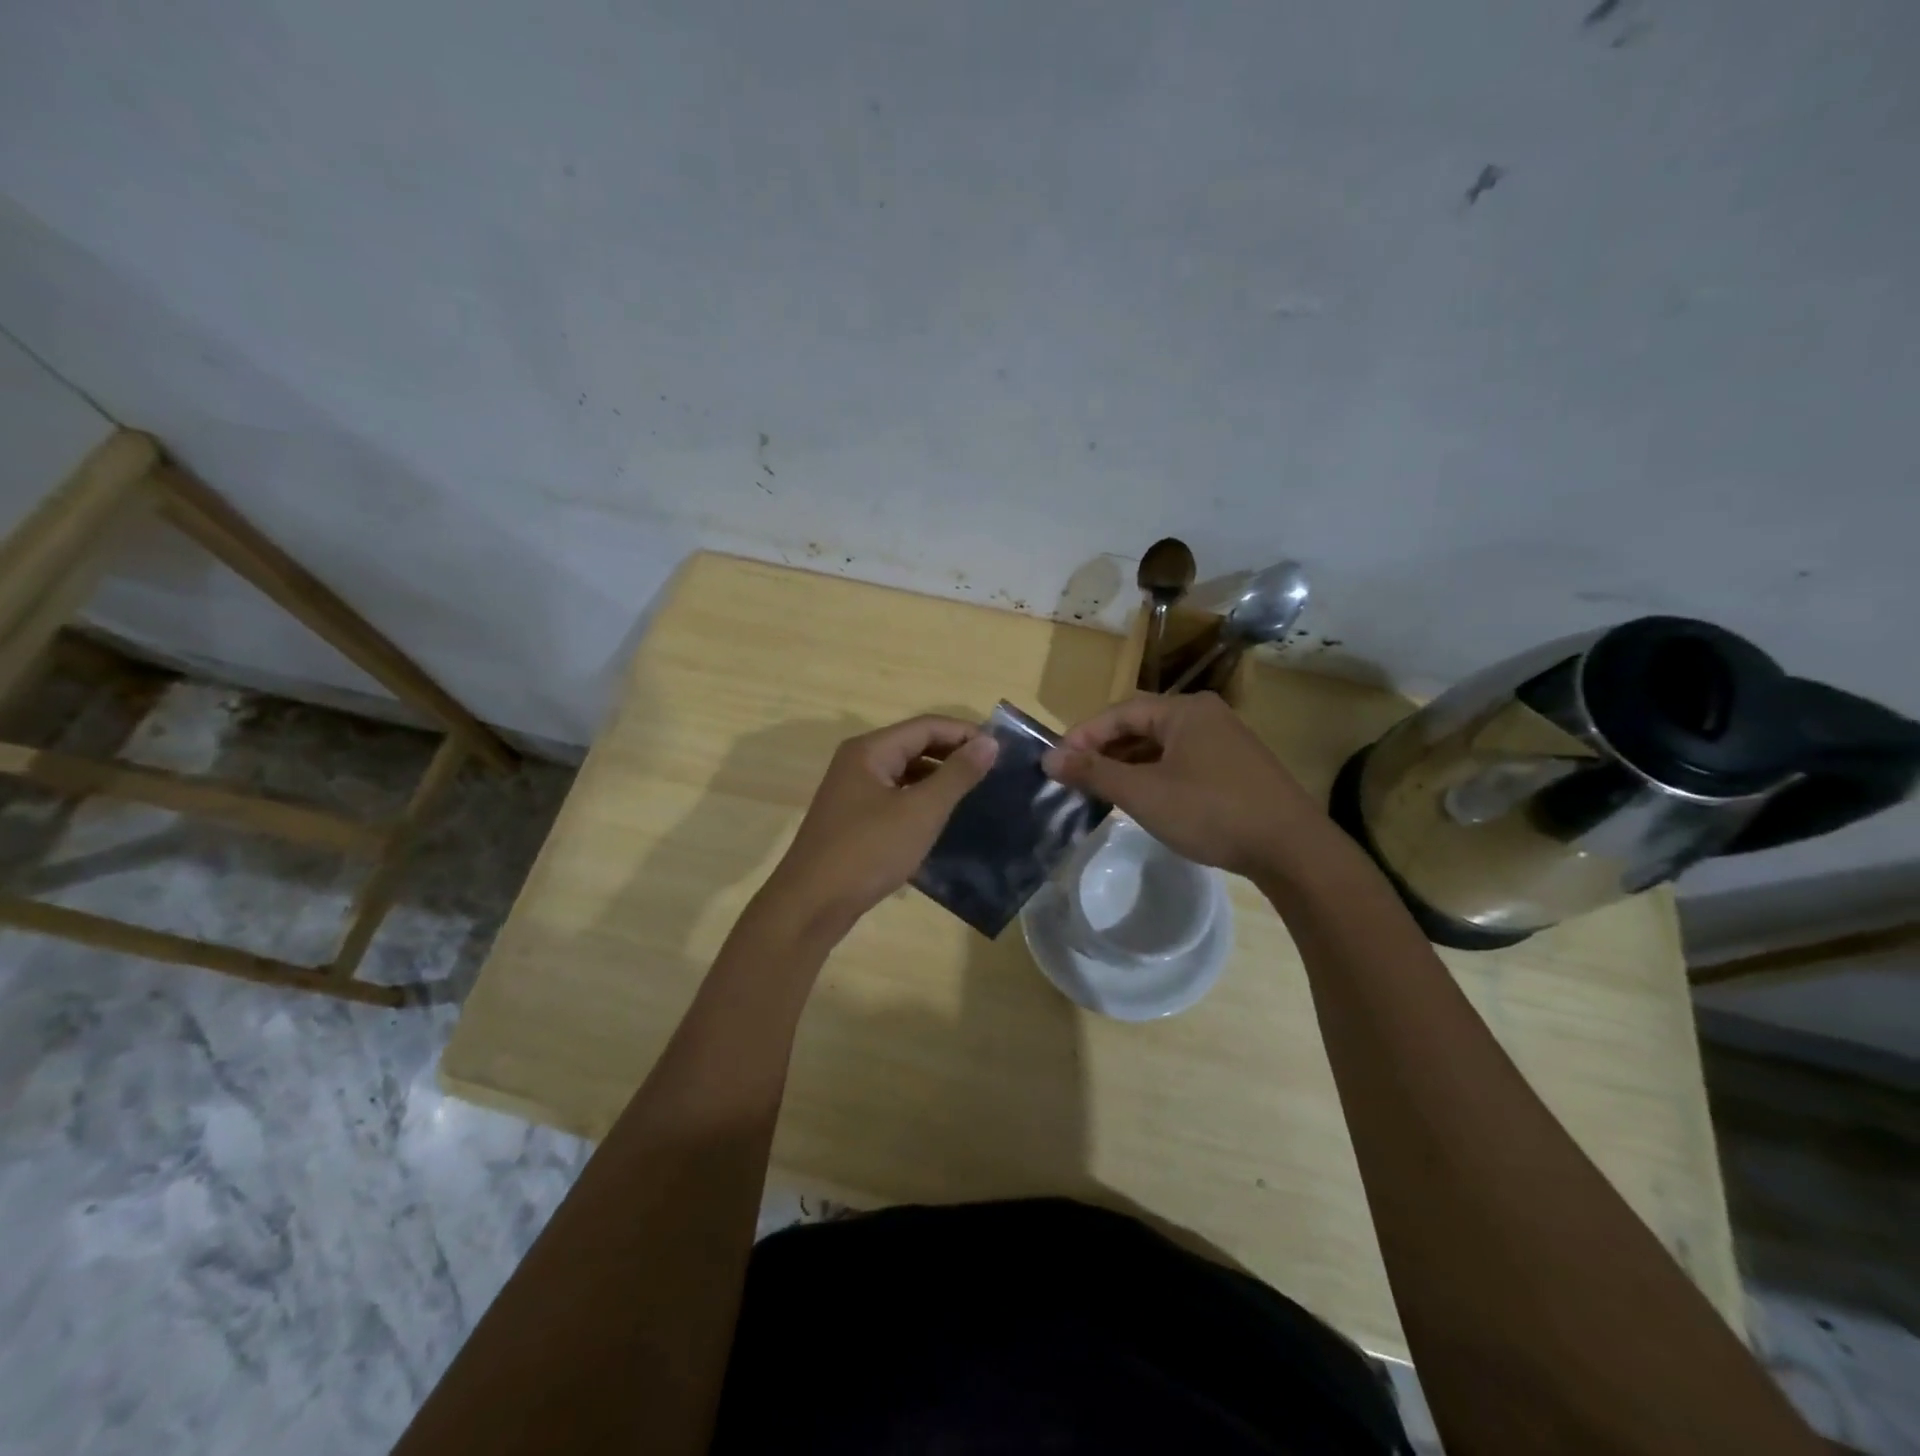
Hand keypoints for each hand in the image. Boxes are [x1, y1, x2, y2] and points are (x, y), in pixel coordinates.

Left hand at [758, 715, 998, 936]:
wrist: (811, 904)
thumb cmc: (868, 851)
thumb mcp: (921, 811)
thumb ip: (956, 775)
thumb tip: (990, 742)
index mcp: (870, 750)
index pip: (926, 726)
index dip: (965, 733)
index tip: (1002, 750)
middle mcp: (858, 762)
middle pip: (914, 745)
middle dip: (953, 754)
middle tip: (993, 771)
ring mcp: (852, 791)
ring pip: (904, 772)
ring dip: (937, 778)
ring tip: (974, 793)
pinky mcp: (853, 818)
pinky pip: (894, 796)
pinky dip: (919, 800)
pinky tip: (941, 818)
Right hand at [1043, 693, 1323, 878]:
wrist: (1292, 849)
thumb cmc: (1211, 812)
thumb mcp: (1144, 793)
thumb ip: (1094, 773)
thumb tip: (1049, 759)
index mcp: (1184, 710)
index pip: (1119, 712)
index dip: (1083, 736)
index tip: (1056, 763)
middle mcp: (1205, 715)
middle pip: (1140, 726)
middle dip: (1105, 751)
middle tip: (1075, 778)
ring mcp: (1225, 741)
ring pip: (1162, 746)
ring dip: (1129, 765)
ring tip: (1101, 791)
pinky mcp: (1236, 768)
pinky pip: (1182, 761)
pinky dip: (1155, 775)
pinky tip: (1143, 799)